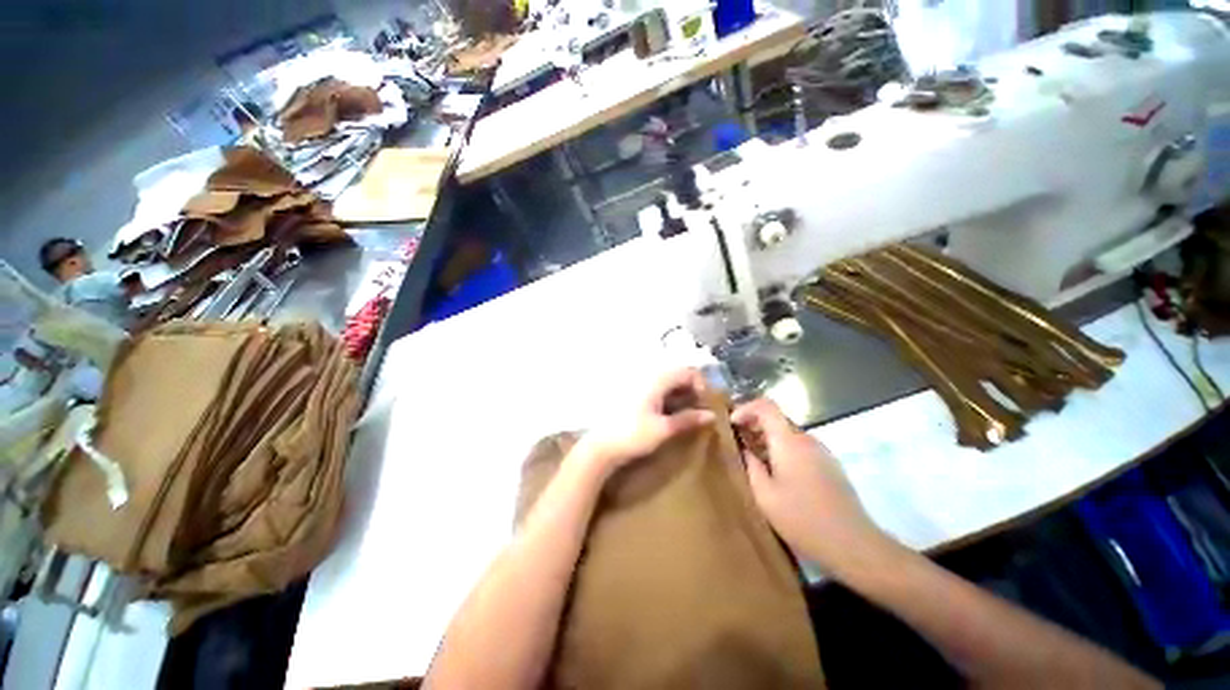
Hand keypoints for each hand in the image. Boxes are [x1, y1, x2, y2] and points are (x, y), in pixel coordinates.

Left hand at [575, 368, 714, 476]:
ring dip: (680, 394)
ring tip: (686, 413)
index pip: (686, 371)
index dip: (700, 384)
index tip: (704, 403)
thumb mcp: (664, 430)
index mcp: (656, 380)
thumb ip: (688, 420)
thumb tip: (711, 415)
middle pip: (677, 374)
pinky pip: (657, 389)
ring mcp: (639, 385)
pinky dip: (668, 397)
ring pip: (667, 382)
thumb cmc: (633, 436)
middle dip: (691, 389)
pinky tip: (669, 414)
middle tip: (698, 409)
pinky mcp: (633, 395)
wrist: (602, 447)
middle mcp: (648, 377)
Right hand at [732, 397, 886, 573]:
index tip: (732, 424)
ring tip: (754, 457)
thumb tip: (744, 449)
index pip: (766, 406)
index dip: (745, 408)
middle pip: (777, 418)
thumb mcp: (764, 495)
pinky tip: (777, 472)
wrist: (853, 544)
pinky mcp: (830, 464)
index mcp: (789, 442)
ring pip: (788, 432)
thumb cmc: (802, 519)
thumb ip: (751, 466)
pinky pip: (800, 445)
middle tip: (738, 441)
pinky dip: (782, 448)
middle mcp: (807, 439)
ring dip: (768, 437)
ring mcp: (821, 451)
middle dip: (754, 424)